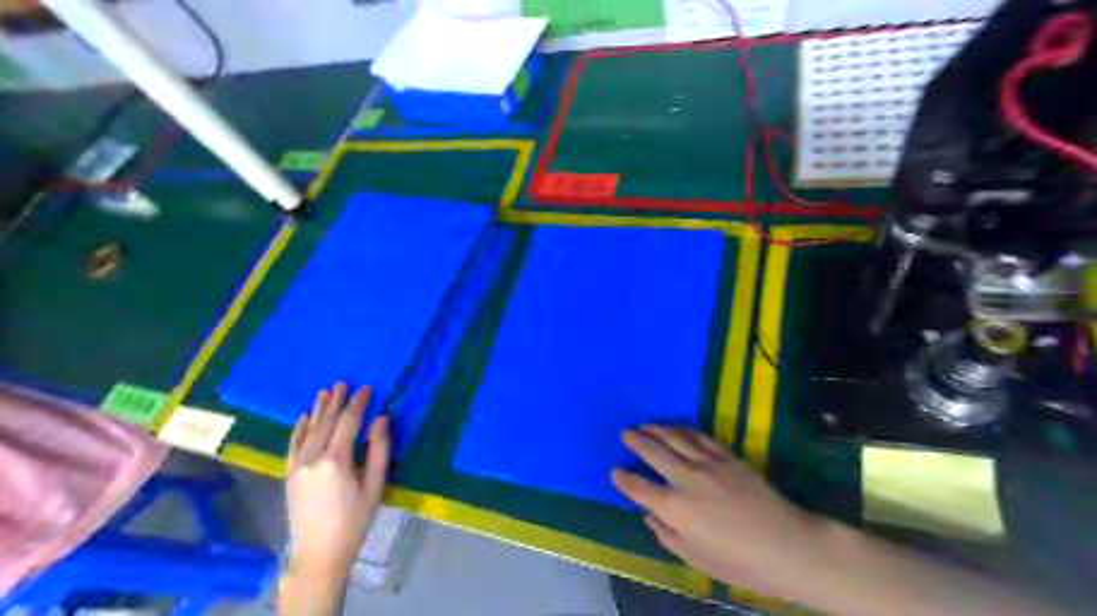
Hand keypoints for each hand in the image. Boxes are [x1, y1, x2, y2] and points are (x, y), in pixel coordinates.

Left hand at [286, 381, 388, 579]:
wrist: (320, 552)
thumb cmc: (355, 519)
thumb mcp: (375, 485)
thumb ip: (379, 450)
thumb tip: (381, 419)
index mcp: (337, 459)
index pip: (349, 422)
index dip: (359, 403)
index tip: (367, 388)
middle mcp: (313, 457)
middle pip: (326, 422)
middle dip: (336, 401)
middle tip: (344, 382)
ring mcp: (297, 465)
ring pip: (308, 430)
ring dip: (317, 410)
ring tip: (324, 391)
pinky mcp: (289, 474)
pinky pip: (292, 445)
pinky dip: (298, 429)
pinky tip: (302, 418)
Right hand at [610, 425, 831, 597]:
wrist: (786, 545)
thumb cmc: (738, 561)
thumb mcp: (695, 558)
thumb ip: (667, 534)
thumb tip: (650, 515)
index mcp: (675, 507)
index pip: (639, 487)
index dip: (623, 478)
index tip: (614, 470)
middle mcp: (686, 479)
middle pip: (654, 452)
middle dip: (636, 441)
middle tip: (625, 432)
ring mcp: (708, 464)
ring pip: (676, 438)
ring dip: (657, 429)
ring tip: (646, 425)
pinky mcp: (728, 457)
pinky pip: (701, 437)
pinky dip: (685, 430)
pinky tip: (679, 428)